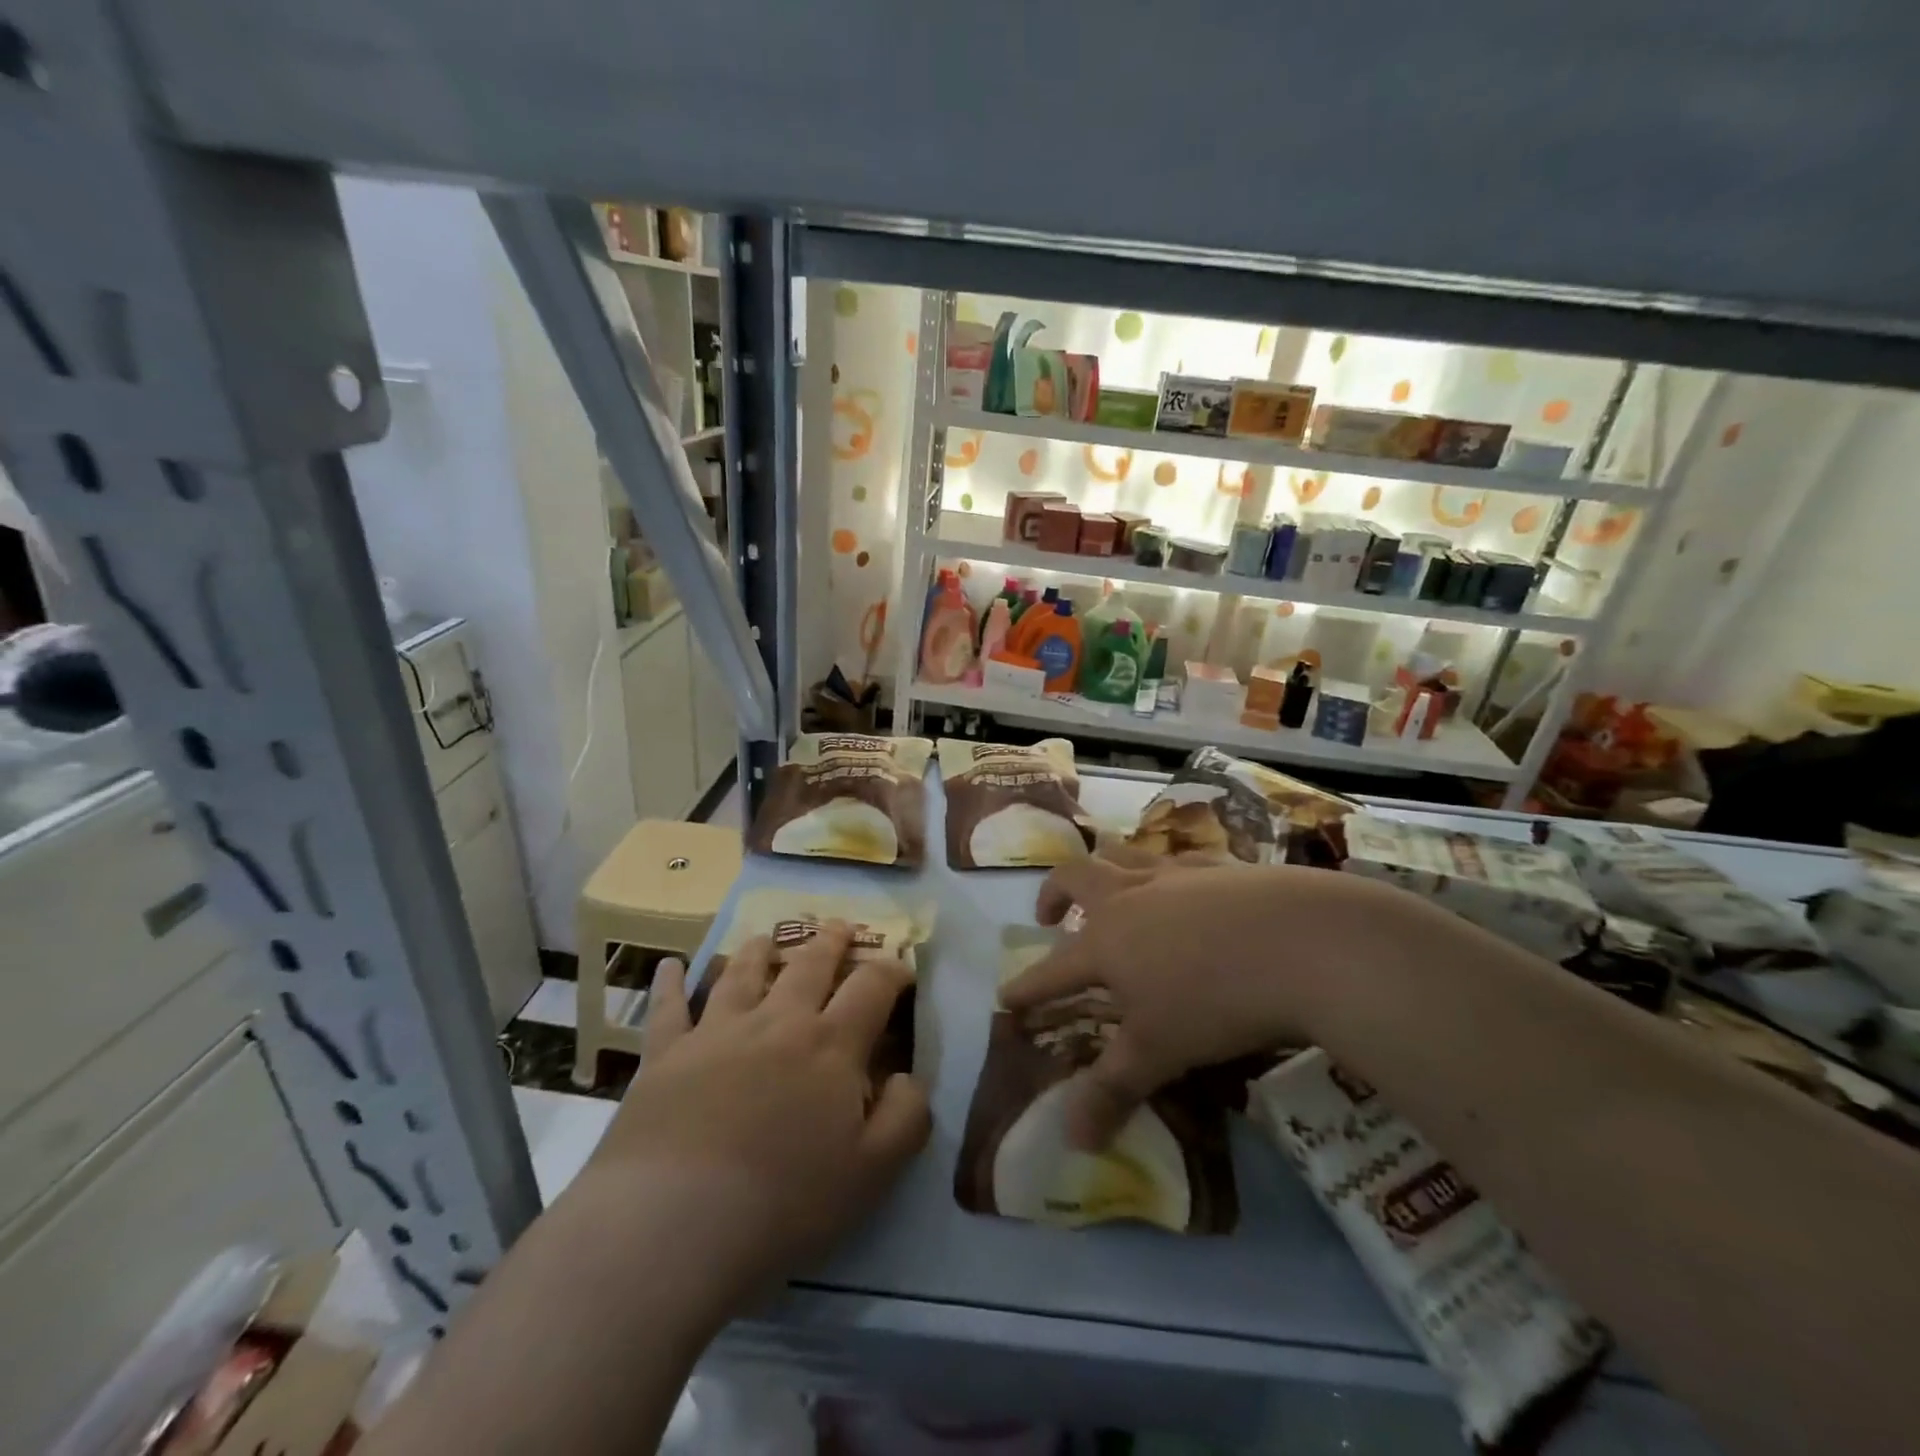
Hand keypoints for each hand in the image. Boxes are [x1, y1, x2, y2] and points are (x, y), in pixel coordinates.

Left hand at [578, 921, 929, 1325]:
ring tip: (767, 937)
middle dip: (830, 942)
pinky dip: (671, 983)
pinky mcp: (666, 1054)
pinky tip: (671, 965)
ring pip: (743, 973)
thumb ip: (906, 1116)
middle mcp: (778, 1022)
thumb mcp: (873, 1172)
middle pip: (809, 965)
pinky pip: (668, 1008)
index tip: (902, 970)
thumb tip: (909, 1076)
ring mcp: (717, 1031)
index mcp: (831, 1045)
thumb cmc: (784, 1202)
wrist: (675, 1223)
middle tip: (839, 927)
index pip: (872, 988)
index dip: (892, 972)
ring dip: (760, 950)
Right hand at [1004, 854, 1403, 1148]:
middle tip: (1047, 913)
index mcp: (1106, 941)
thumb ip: (1111, 1090)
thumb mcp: (1159, 1052)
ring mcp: (1174, 874)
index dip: (1026, 986)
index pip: (1051, 968)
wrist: (1301, 942)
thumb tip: (1070, 1141)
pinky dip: (1165, 871)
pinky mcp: (1219, 865)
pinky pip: (1178, 859)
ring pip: (1123, 855)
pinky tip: (1186, 888)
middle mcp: (1130, 896)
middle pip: (1075, 877)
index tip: (1004, 998)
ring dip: (1103, 867)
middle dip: (1052, 893)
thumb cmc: (1215, 1000)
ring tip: (1108, 886)